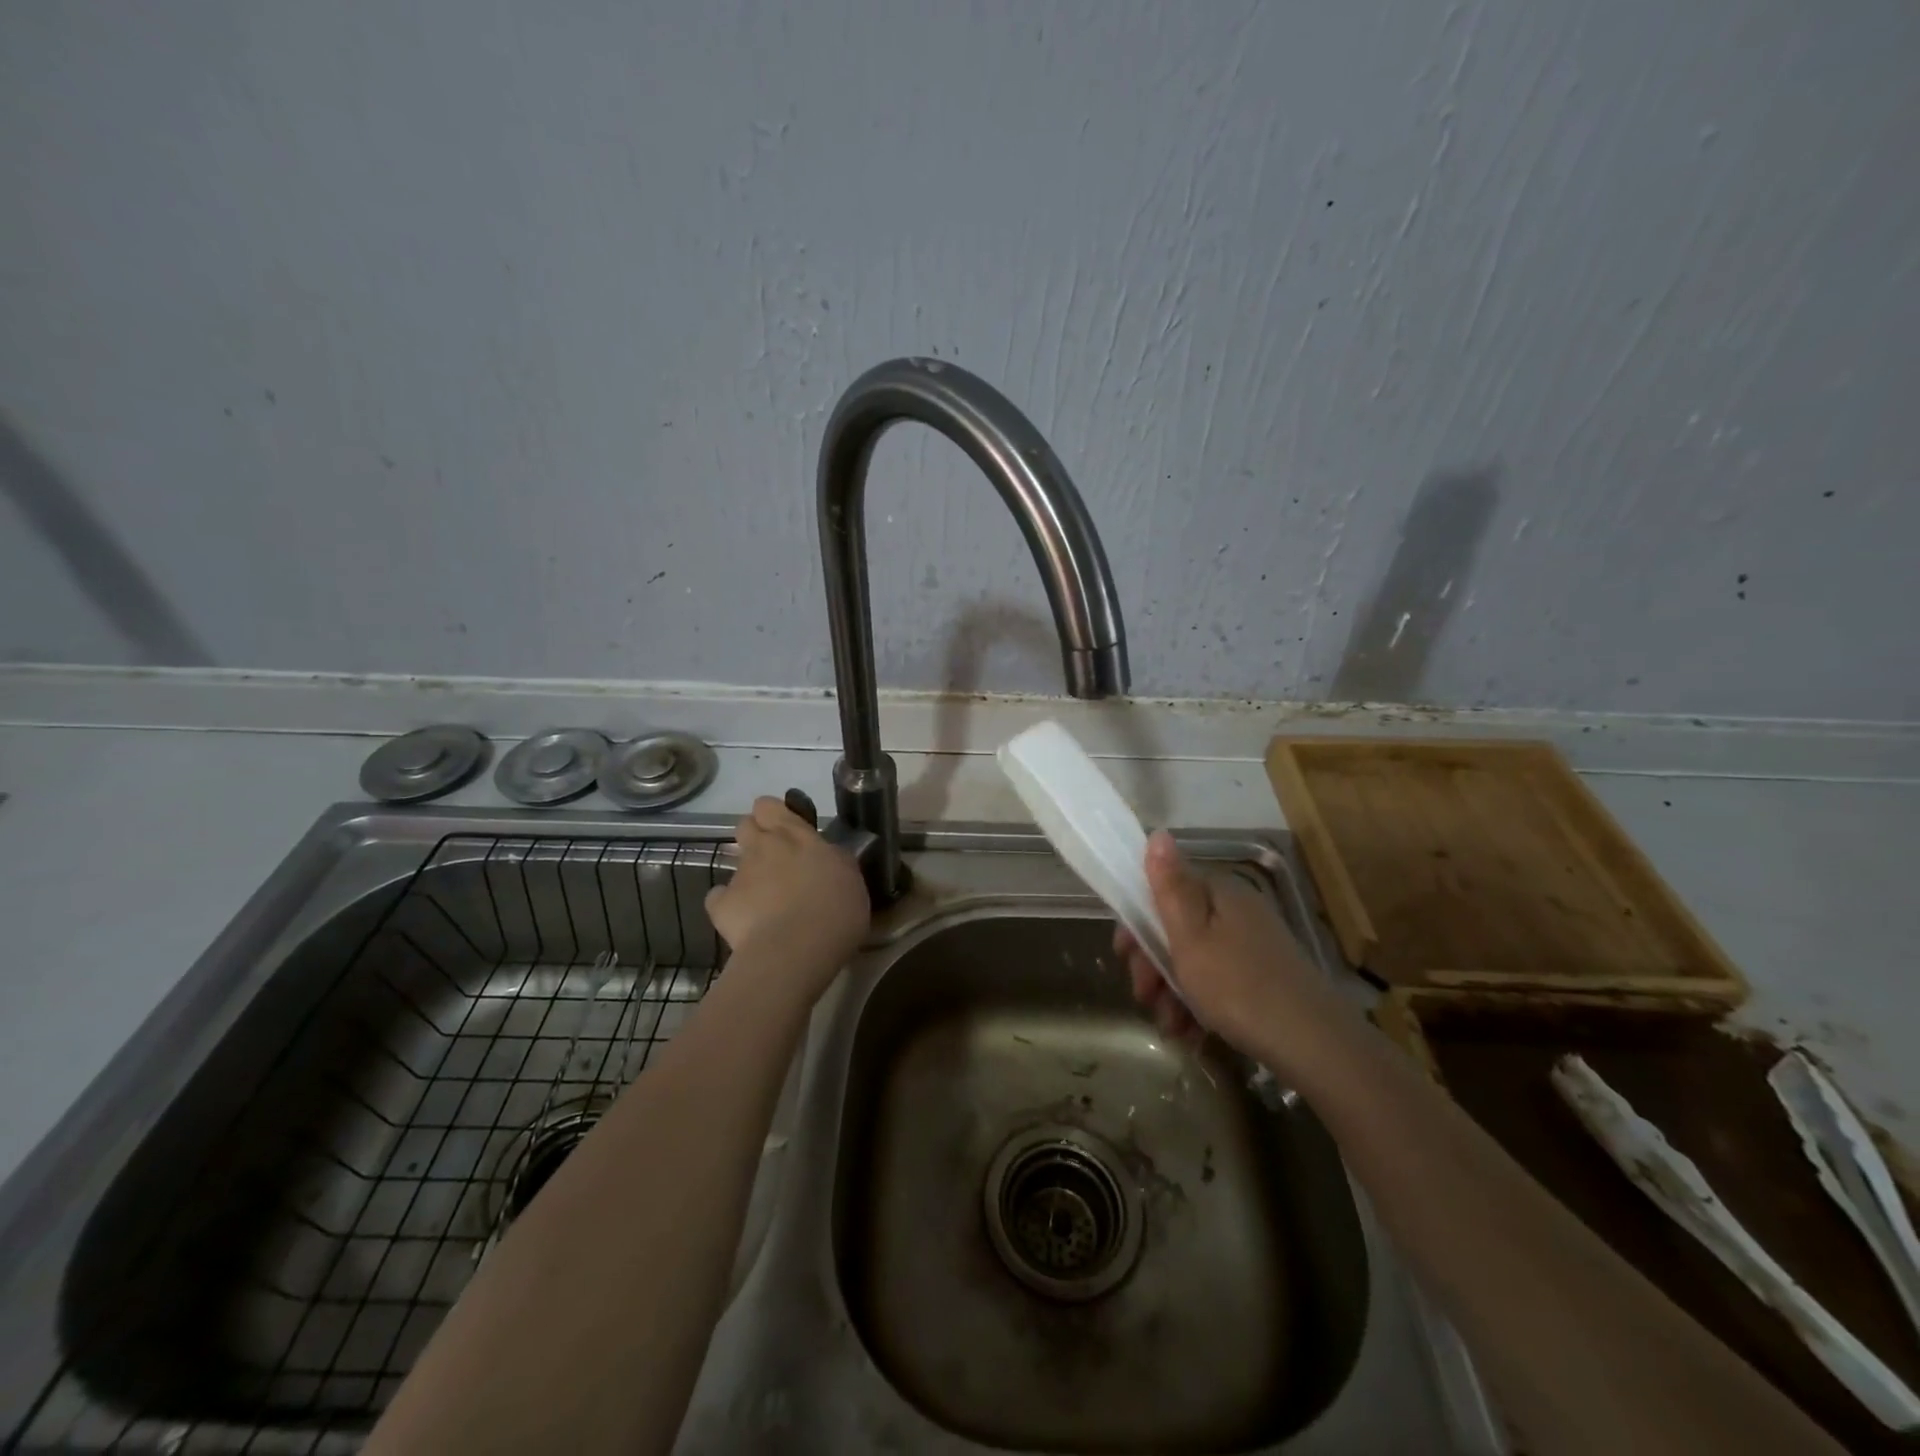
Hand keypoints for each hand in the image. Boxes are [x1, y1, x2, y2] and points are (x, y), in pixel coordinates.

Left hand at [705, 796, 870, 995]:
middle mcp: (763, 847)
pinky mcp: (720, 906)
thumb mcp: (850, 878)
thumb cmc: (834, 910)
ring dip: (749, 874)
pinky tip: (746, 920)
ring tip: (768, 900)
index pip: (769, 806)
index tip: (788, 830)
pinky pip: (719, 898)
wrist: (794, 951)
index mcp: (794, 835)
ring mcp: (739, 875)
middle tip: (777, 860)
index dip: (774, 814)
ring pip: (736, 862)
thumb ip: (835, 860)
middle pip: (745, 825)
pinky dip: (729, 905)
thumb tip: (829, 855)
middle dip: (756, 836)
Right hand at [1114, 831, 1354, 1076]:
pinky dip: (1198, 1007)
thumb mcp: (1191, 936)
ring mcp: (1251, 946)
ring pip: (1193, 962)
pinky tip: (1191, 1034)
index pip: (1163, 893)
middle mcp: (1236, 912)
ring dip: (1171, 994)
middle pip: (1176, 930)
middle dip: (1152, 966)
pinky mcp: (1262, 978)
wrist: (1313, 1044)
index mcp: (1218, 893)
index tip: (1125, 956)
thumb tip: (1157, 832)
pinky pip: (1216, 984)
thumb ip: (1169, 886)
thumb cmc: (1238, 986)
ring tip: (1170, 1027)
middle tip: (1145, 998)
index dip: (1137, 923)